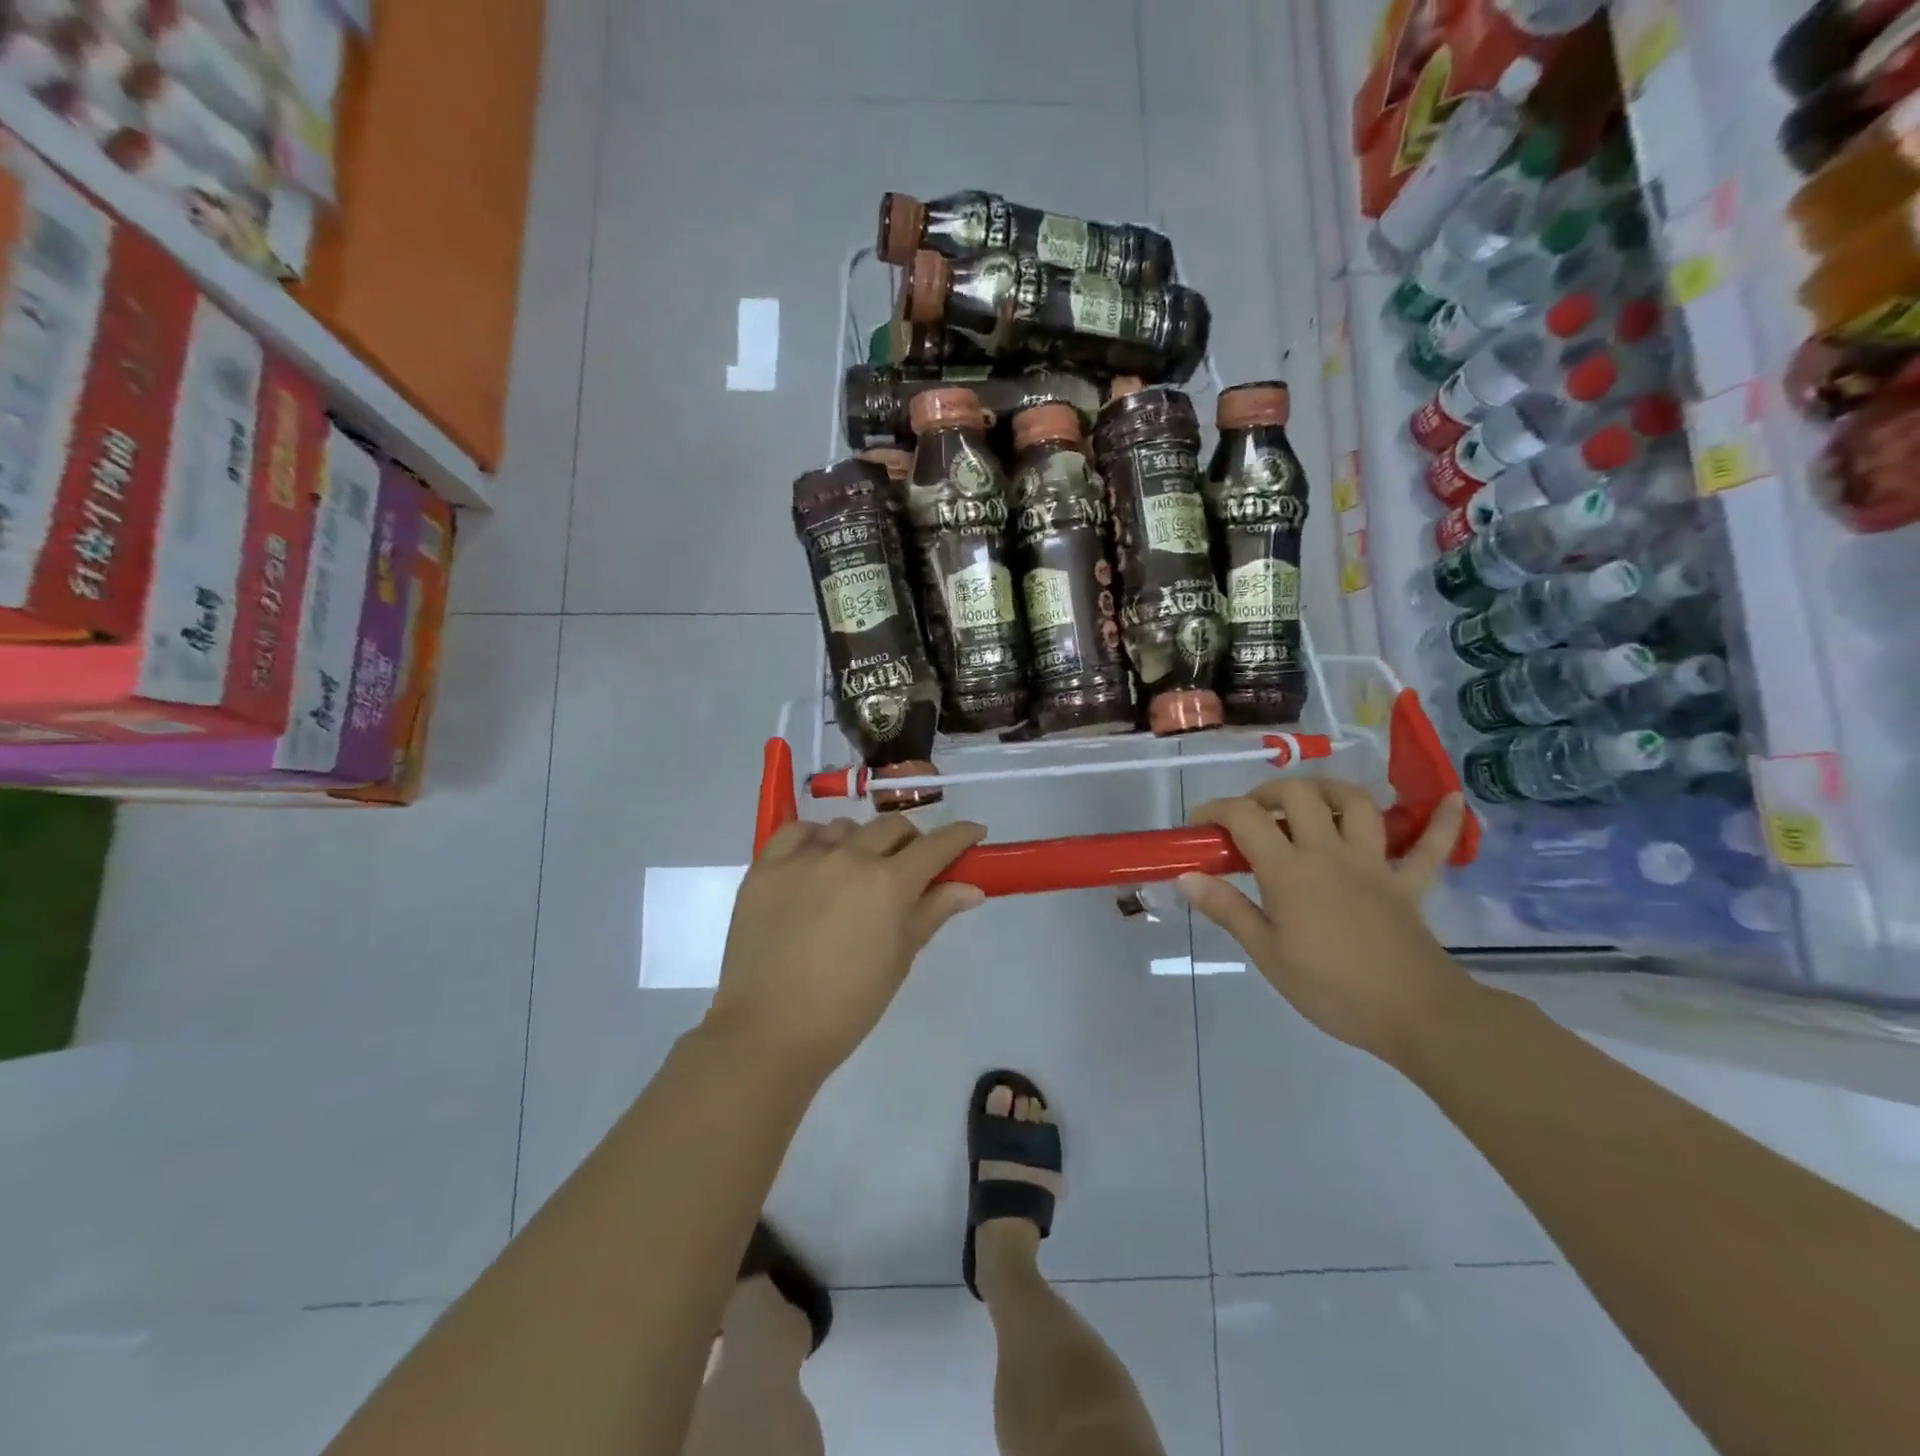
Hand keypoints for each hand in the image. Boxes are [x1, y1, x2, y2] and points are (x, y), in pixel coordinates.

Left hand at [707, 815, 986, 1082]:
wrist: (770, 1032)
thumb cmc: (848, 1005)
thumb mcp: (900, 958)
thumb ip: (933, 912)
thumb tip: (971, 888)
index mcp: (889, 883)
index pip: (937, 844)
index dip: (961, 835)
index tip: (974, 834)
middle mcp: (849, 857)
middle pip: (892, 826)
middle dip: (911, 842)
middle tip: (909, 867)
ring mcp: (803, 858)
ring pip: (845, 828)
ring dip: (861, 843)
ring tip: (855, 874)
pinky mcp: (766, 866)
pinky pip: (797, 833)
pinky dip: (814, 841)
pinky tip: (815, 863)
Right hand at [1180, 779, 1475, 1063]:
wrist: (1415, 1015)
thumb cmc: (1331, 989)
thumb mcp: (1267, 955)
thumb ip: (1228, 909)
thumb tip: (1186, 877)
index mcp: (1289, 871)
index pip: (1245, 818)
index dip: (1216, 810)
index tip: (1199, 825)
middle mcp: (1329, 853)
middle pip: (1300, 795)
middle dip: (1268, 792)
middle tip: (1252, 815)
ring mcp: (1374, 864)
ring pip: (1356, 805)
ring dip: (1331, 791)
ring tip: (1312, 801)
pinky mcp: (1408, 884)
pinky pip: (1430, 847)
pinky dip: (1442, 822)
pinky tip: (1454, 799)